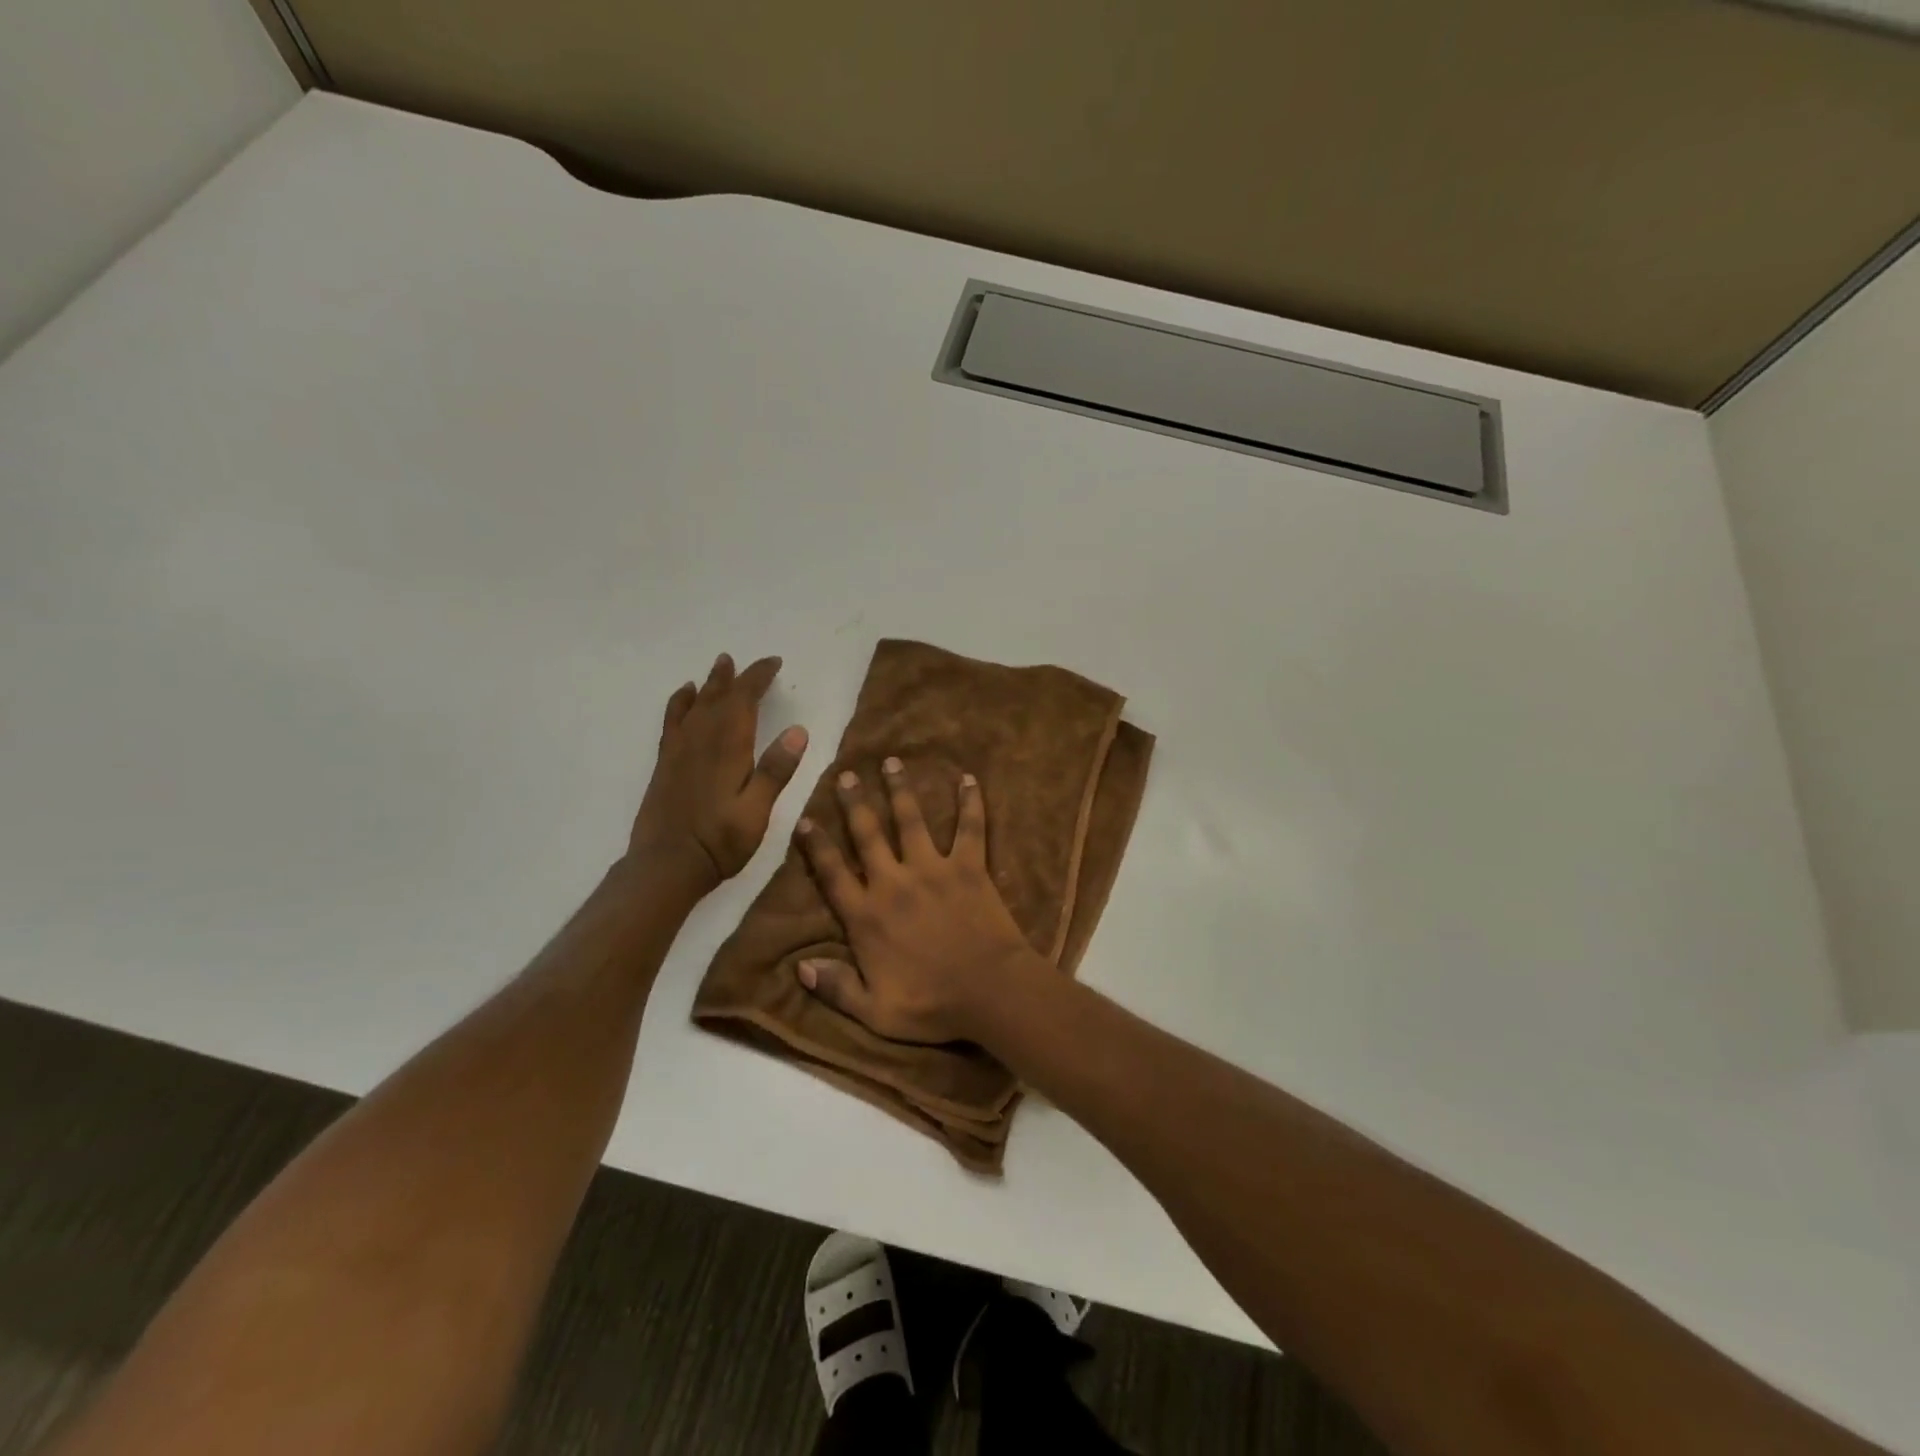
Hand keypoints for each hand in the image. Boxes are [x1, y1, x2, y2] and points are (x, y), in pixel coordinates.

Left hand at [629, 653, 807, 894]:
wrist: (665, 865)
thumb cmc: (719, 842)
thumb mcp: (757, 812)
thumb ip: (776, 771)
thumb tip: (799, 730)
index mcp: (728, 748)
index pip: (744, 700)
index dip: (759, 678)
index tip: (774, 663)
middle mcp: (702, 740)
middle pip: (719, 697)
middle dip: (735, 677)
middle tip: (746, 662)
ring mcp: (680, 751)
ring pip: (695, 705)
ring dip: (709, 684)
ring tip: (719, 666)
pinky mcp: (666, 764)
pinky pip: (673, 721)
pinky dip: (679, 703)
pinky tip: (683, 696)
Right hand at [793, 758, 1043, 1043]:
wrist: (990, 993)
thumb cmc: (932, 1006)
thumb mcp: (874, 1012)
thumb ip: (835, 988)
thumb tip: (799, 967)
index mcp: (867, 916)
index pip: (832, 873)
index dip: (816, 845)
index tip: (805, 819)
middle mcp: (894, 883)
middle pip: (867, 834)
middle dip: (854, 802)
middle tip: (846, 774)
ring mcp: (932, 869)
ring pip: (911, 820)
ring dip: (900, 789)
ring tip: (892, 762)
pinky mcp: (968, 866)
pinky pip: (970, 827)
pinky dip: (970, 802)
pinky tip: (969, 778)